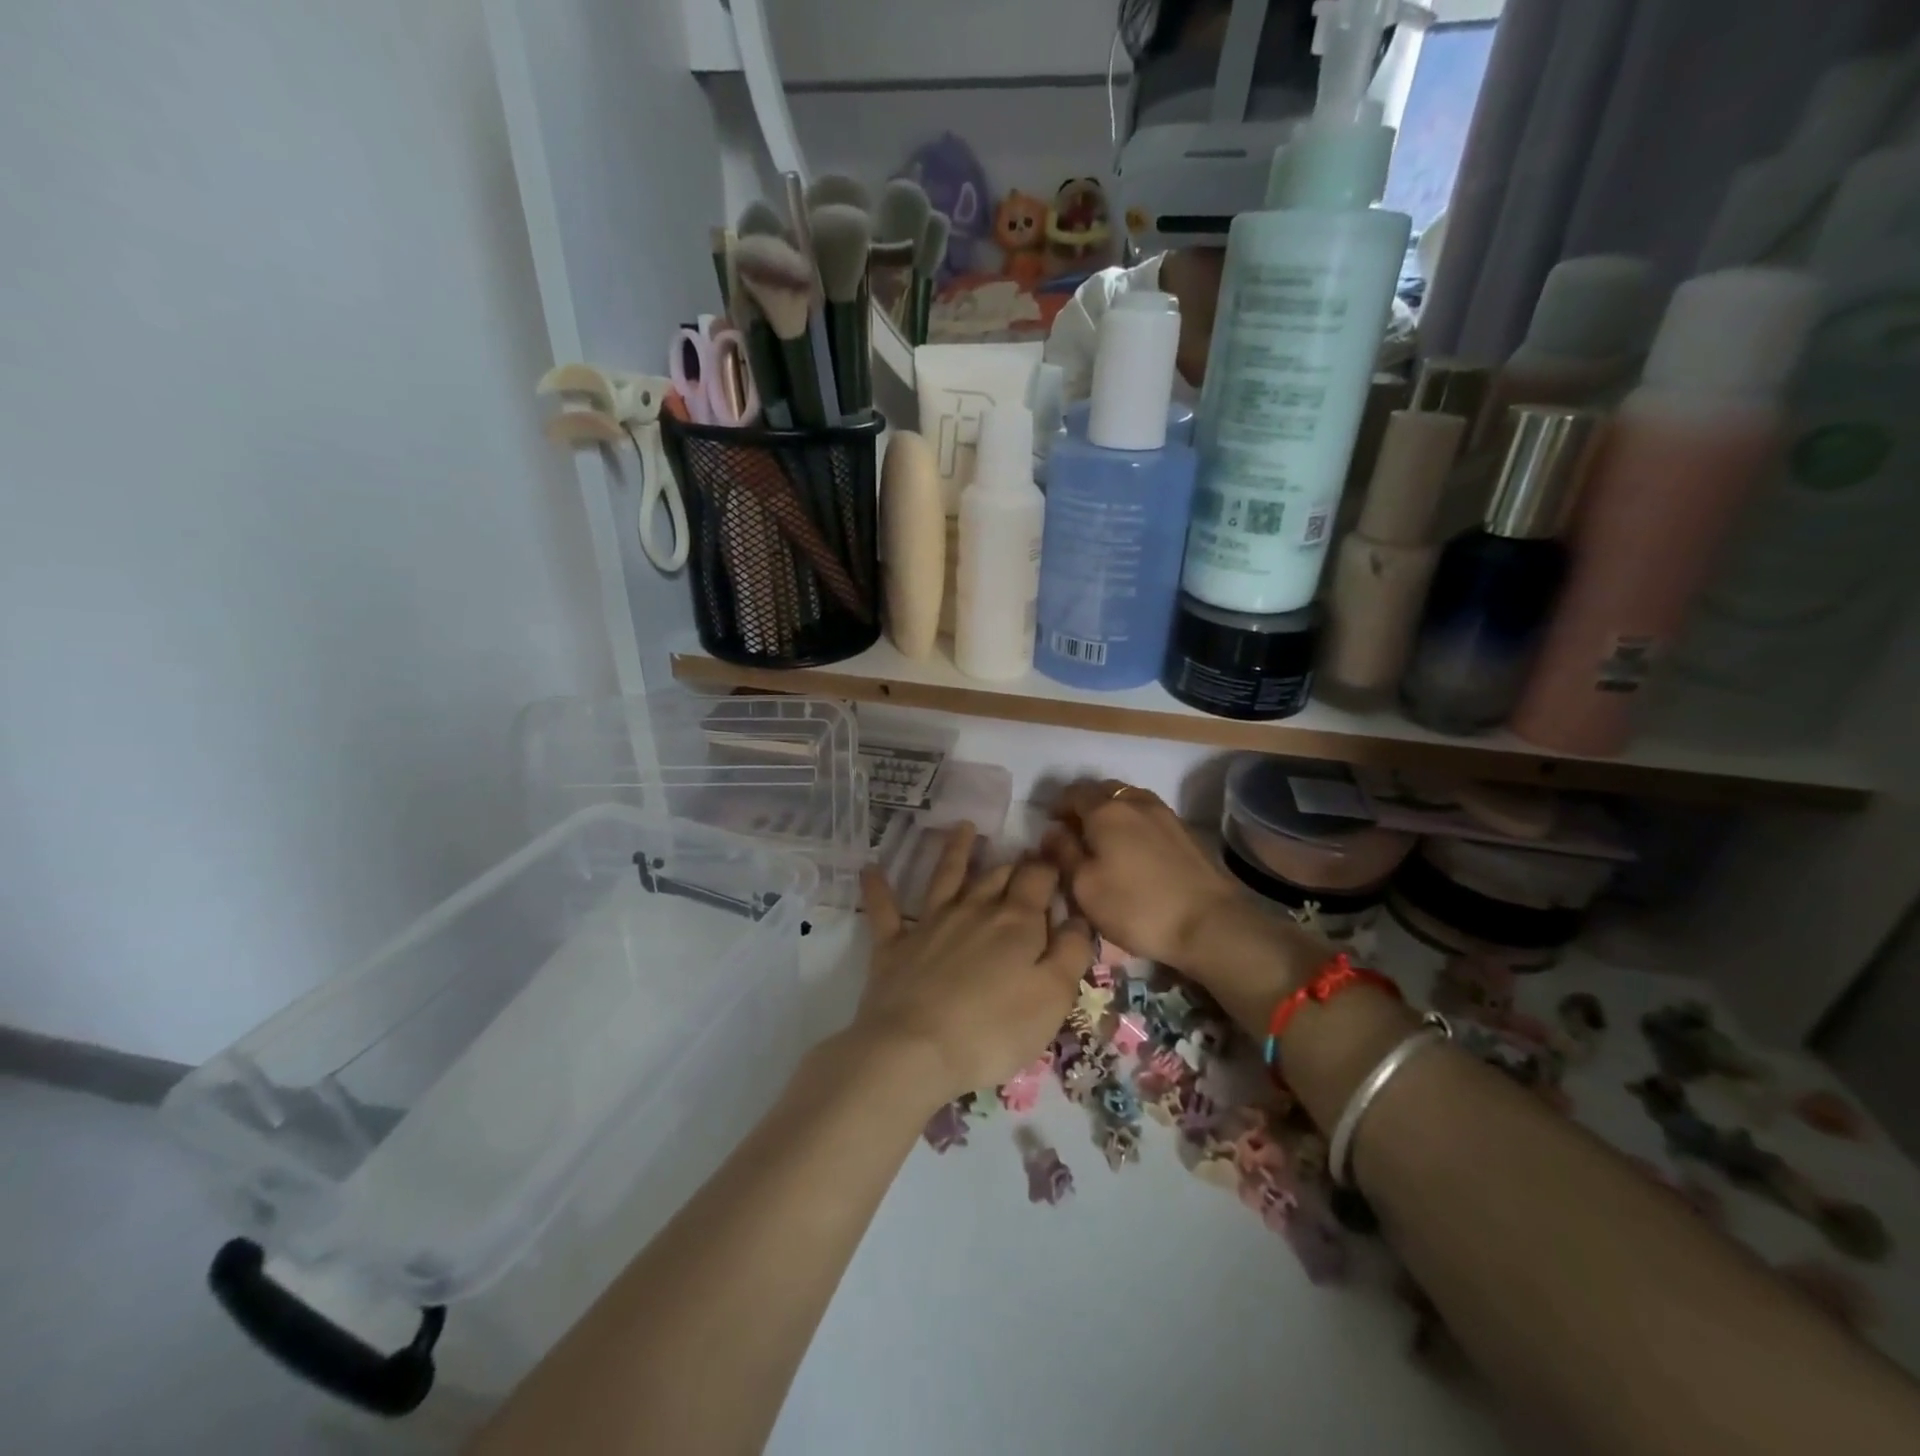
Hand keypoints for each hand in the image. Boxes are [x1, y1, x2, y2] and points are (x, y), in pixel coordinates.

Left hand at [854, 823, 1092, 1109]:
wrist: (914, 1050)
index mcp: (1016, 921)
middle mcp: (974, 909)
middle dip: (1013, 863)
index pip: (1038, 879)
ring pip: (946, 876)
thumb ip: (1071, 952)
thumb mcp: (1053, 998)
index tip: (1057, 859)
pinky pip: (885, 909)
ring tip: (963, 827)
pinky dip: (878, 888)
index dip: (1050, 867)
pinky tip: (870, 869)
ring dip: (955, 850)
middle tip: (1022, 854)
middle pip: (997, 875)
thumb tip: (1077, 917)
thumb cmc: (994, 1029)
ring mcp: (930, 923)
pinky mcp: (893, 944)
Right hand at [1039, 780, 1244, 970]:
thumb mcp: (1084, 887)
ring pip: (1128, 800)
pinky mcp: (1185, 831)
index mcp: (1106, 811)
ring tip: (1104, 840)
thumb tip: (1052, 832)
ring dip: (1111, 812)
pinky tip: (1132, 849)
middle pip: (1103, 790)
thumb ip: (1063, 854)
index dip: (1058, 806)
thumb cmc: (1137, 907)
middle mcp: (1135, 801)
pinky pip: (1148, 814)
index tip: (1050, 826)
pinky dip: (1133, 822)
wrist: (1209, 923)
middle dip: (1085, 805)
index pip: (1073, 792)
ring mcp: (1165, 813)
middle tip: (1075, 832)